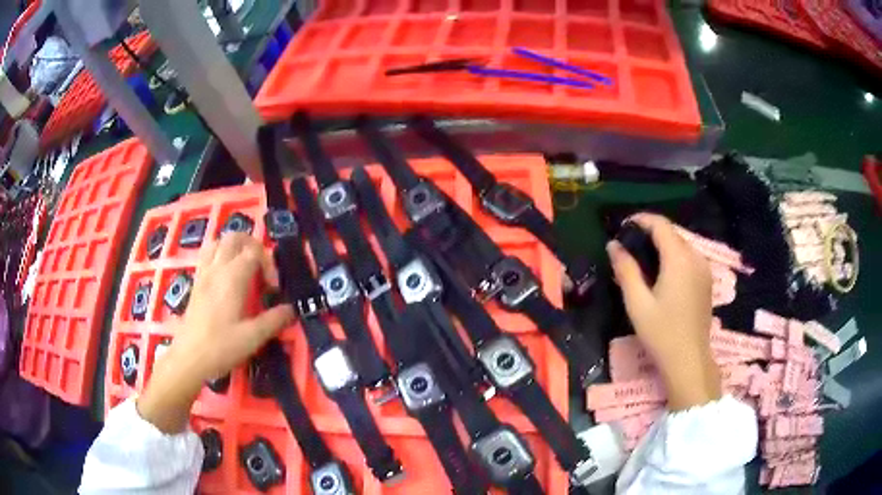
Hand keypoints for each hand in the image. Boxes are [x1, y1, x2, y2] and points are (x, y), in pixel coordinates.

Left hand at [137, 233, 294, 431]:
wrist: (189, 358)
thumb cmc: (221, 347)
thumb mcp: (253, 337)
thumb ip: (274, 320)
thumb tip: (291, 309)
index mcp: (233, 277)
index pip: (255, 252)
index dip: (269, 264)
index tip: (273, 289)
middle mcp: (217, 268)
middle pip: (235, 237)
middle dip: (253, 246)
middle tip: (261, 269)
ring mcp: (204, 273)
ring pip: (218, 242)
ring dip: (234, 247)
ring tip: (243, 267)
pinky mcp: (196, 282)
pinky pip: (207, 255)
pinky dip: (219, 255)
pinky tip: (225, 277)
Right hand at [607, 213, 720, 410]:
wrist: (689, 360)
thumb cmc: (661, 333)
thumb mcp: (637, 303)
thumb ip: (626, 270)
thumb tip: (613, 245)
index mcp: (679, 258)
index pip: (660, 224)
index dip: (641, 219)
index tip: (622, 226)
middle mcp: (695, 257)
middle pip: (672, 233)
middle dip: (650, 233)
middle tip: (629, 246)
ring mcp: (704, 269)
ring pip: (681, 245)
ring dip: (662, 245)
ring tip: (643, 260)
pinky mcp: (707, 281)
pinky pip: (689, 258)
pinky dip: (674, 257)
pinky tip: (662, 274)